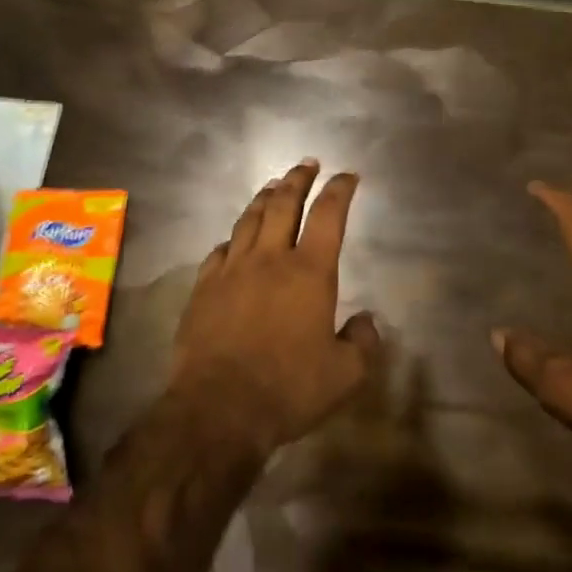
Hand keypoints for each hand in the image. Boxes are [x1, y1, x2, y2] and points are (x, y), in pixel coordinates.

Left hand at [169, 161, 381, 456]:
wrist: (219, 407)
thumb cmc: (289, 388)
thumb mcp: (344, 376)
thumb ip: (363, 343)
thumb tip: (366, 322)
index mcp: (309, 272)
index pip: (328, 215)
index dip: (339, 190)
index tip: (347, 175)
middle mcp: (270, 258)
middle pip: (284, 203)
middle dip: (298, 179)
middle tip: (307, 163)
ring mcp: (232, 269)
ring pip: (249, 219)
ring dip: (264, 197)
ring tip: (273, 185)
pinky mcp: (204, 286)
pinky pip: (220, 250)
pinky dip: (233, 238)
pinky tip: (234, 239)